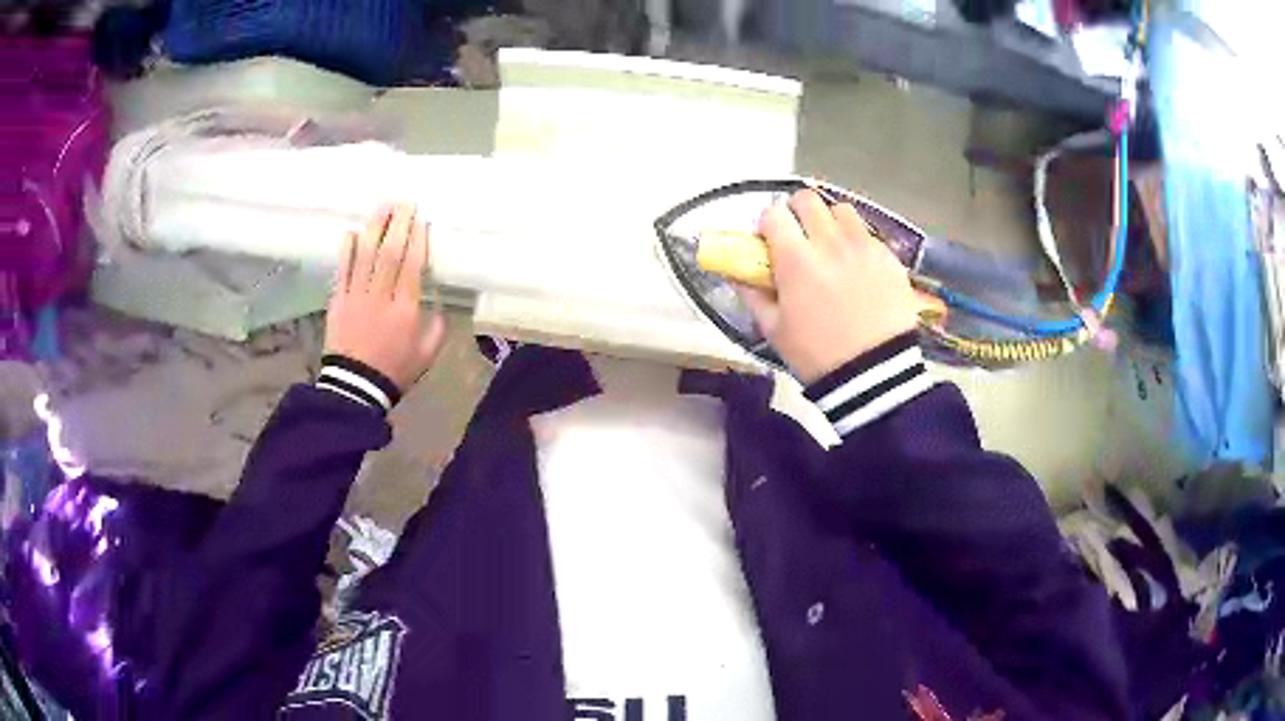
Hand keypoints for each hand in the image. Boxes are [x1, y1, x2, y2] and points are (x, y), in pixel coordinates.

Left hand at [325, 203, 446, 391]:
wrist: (355, 387)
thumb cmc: (394, 371)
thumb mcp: (426, 355)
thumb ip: (437, 327)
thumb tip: (438, 304)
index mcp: (405, 310)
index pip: (412, 266)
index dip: (417, 240)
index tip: (421, 220)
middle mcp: (381, 296)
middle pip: (389, 253)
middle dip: (398, 225)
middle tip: (404, 202)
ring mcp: (356, 296)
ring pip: (365, 255)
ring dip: (375, 228)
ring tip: (383, 206)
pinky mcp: (338, 301)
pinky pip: (343, 270)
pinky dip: (347, 250)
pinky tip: (352, 232)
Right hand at [739, 190, 917, 383]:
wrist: (875, 375)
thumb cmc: (817, 355)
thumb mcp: (774, 330)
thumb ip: (752, 294)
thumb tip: (734, 273)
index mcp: (796, 260)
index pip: (774, 213)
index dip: (768, 223)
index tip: (770, 239)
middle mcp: (830, 242)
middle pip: (808, 199)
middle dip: (797, 212)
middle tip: (799, 236)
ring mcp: (863, 247)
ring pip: (841, 210)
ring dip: (830, 221)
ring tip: (832, 246)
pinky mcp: (889, 258)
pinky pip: (868, 234)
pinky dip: (857, 242)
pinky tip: (858, 268)